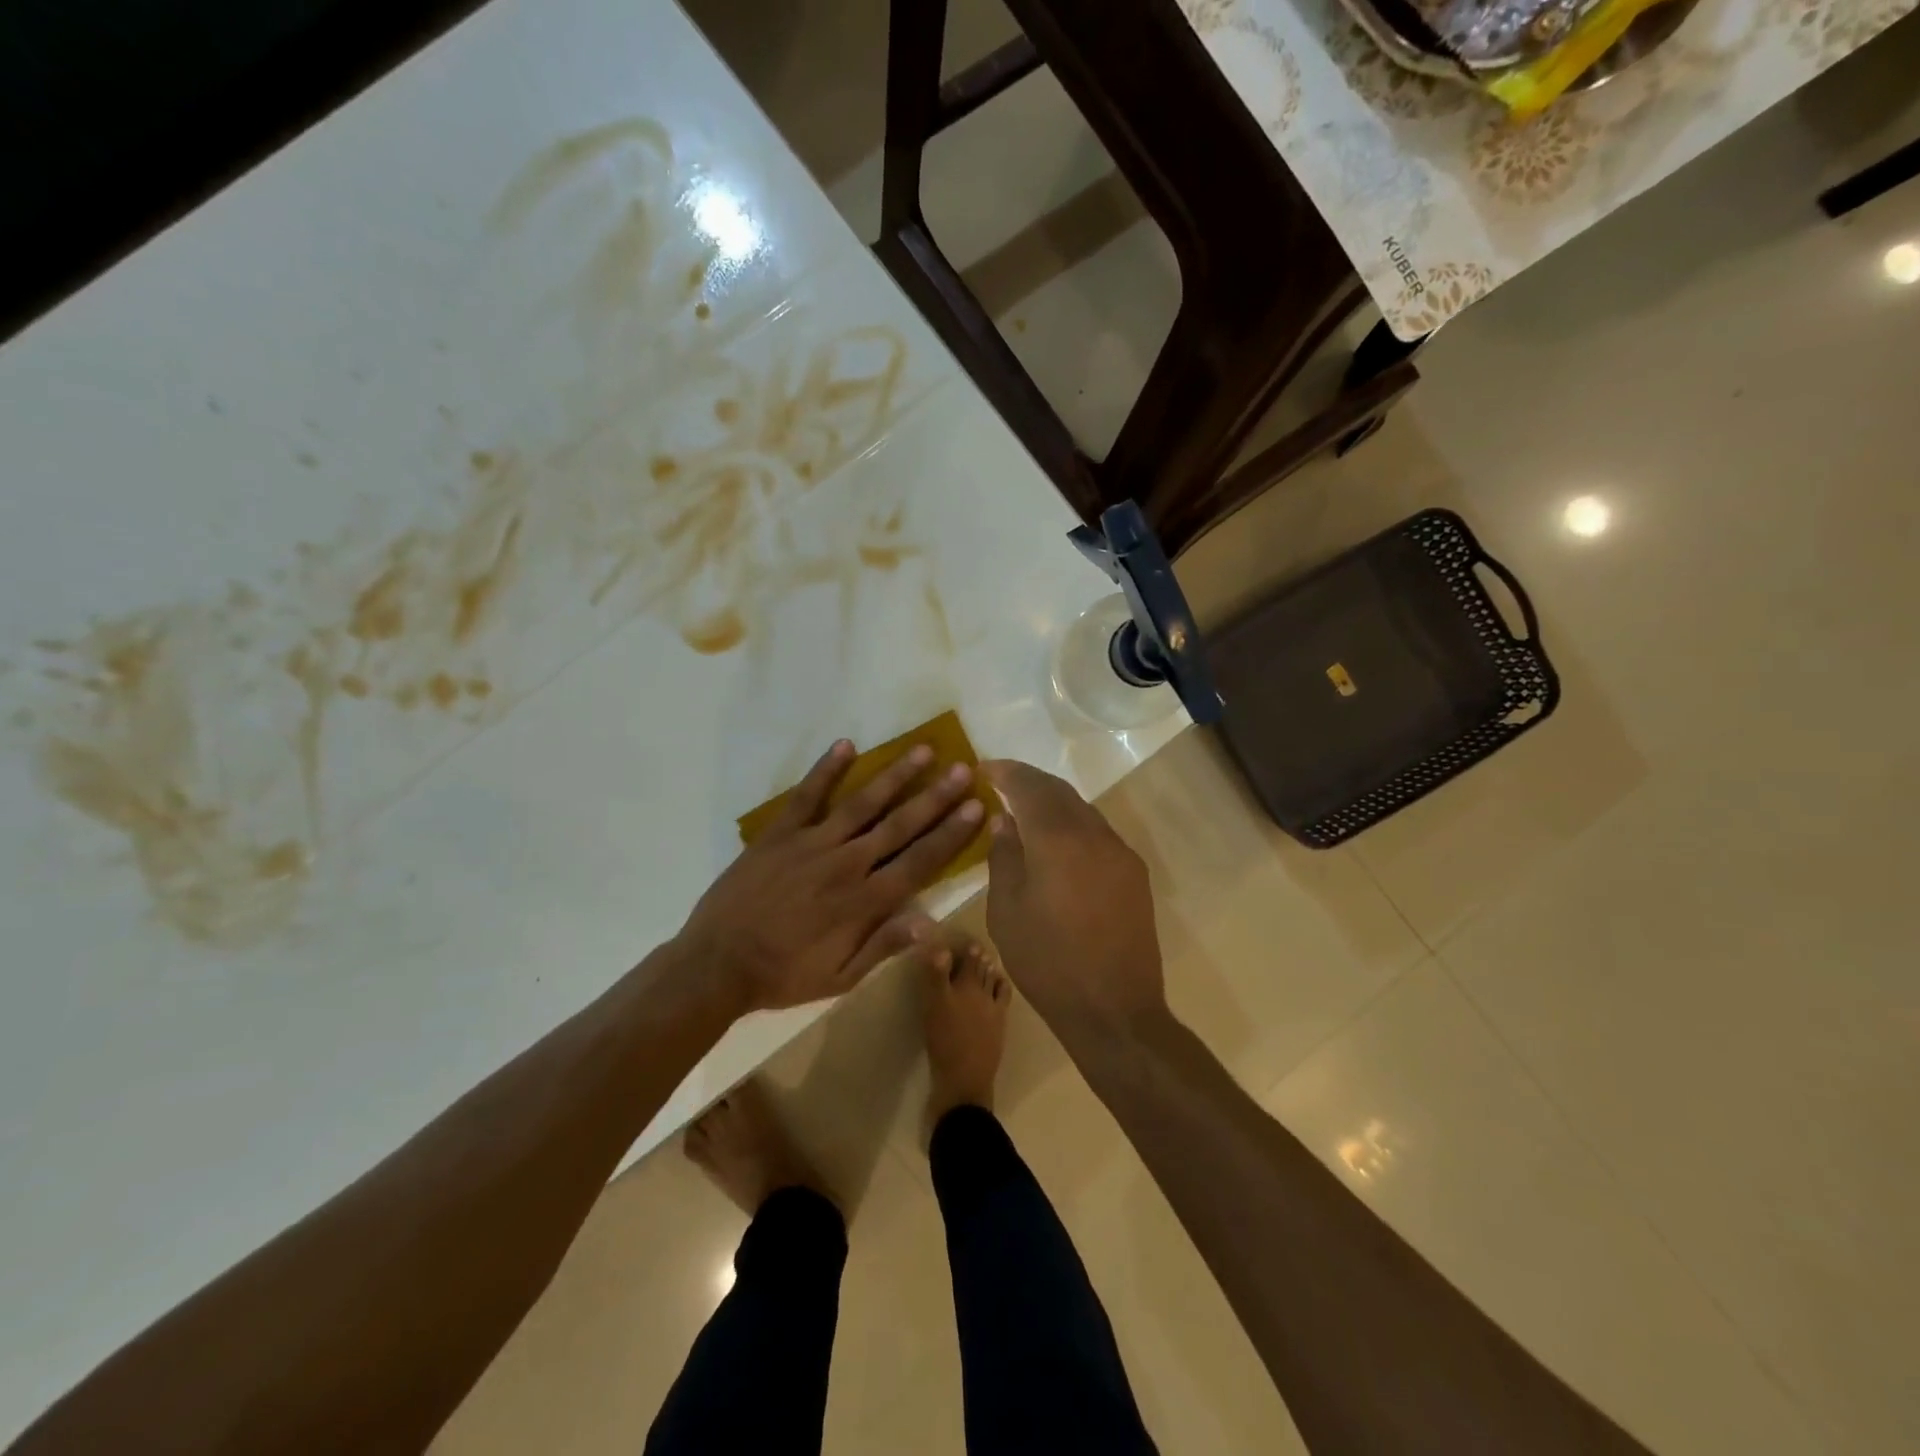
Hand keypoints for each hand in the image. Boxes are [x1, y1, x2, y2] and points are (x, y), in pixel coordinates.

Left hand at [678, 740, 984, 1013]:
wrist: (717, 963)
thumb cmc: (784, 974)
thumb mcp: (840, 979)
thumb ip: (884, 946)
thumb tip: (931, 923)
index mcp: (864, 902)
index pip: (919, 861)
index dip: (950, 834)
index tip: (977, 808)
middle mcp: (846, 864)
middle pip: (899, 825)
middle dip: (935, 797)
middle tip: (963, 769)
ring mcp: (811, 844)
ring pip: (863, 803)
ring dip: (895, 776)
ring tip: (923, 750)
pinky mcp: (780, 833)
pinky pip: (807, 796)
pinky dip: (826, 770)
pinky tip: (846, 745)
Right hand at [982, 760, 1166, 1041]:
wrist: (1114, 1009)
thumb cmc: (1047, 962)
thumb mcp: (1006, 911)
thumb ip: (1004, 856)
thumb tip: (1005, 820)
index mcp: (1058, 839)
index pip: (1029, 786)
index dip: (1006, 772)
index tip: (984, 767)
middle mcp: (1094, 834)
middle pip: (1060, 791)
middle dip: (1030, 781)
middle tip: (1002, 782)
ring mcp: (1120, 852)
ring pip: (1082, 810)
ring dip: (1054, 802)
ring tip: (1026, 811)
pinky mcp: (1134, 873)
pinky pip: (1098, 833)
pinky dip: (1073, 825)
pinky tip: (1057, 843)